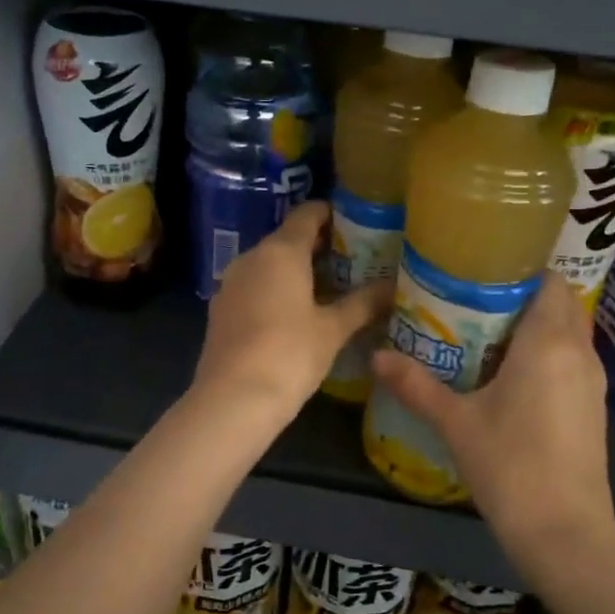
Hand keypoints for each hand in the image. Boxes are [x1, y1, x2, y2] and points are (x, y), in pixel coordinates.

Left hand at [194, 201, 391, 423]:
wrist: (232, 399)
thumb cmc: (289, 354)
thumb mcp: (333, 329)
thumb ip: (363, 303)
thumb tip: (393, 287)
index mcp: (280, 251)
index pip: (307, 214)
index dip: (332, 214)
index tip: (356, 224)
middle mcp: (251, 258)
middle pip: (287, 239)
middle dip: (318, 246)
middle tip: (353, 260)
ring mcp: (231, 283)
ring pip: (268, 265)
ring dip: (296, 271)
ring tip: (330, 288)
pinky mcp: (221, 309)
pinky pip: (254, 287)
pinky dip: (276, 290)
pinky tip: (297, 313)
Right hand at [370, 276, 614, 563]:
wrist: (565, 533)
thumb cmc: (510, 466)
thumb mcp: (455, 423)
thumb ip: (416, 385)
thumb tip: (376, 356)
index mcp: (548, 342)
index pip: (549, 280)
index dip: (520, 269)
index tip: (482, 272)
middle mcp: (578, 352)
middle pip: (560, 303)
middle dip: (523, 295)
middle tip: (476, 301)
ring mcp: (592, 382)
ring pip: (569, 332)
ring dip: (537, 325)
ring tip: (488, 333)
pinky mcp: (593, 408)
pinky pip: (572, 360)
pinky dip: (548, 353)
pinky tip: (511, 375)